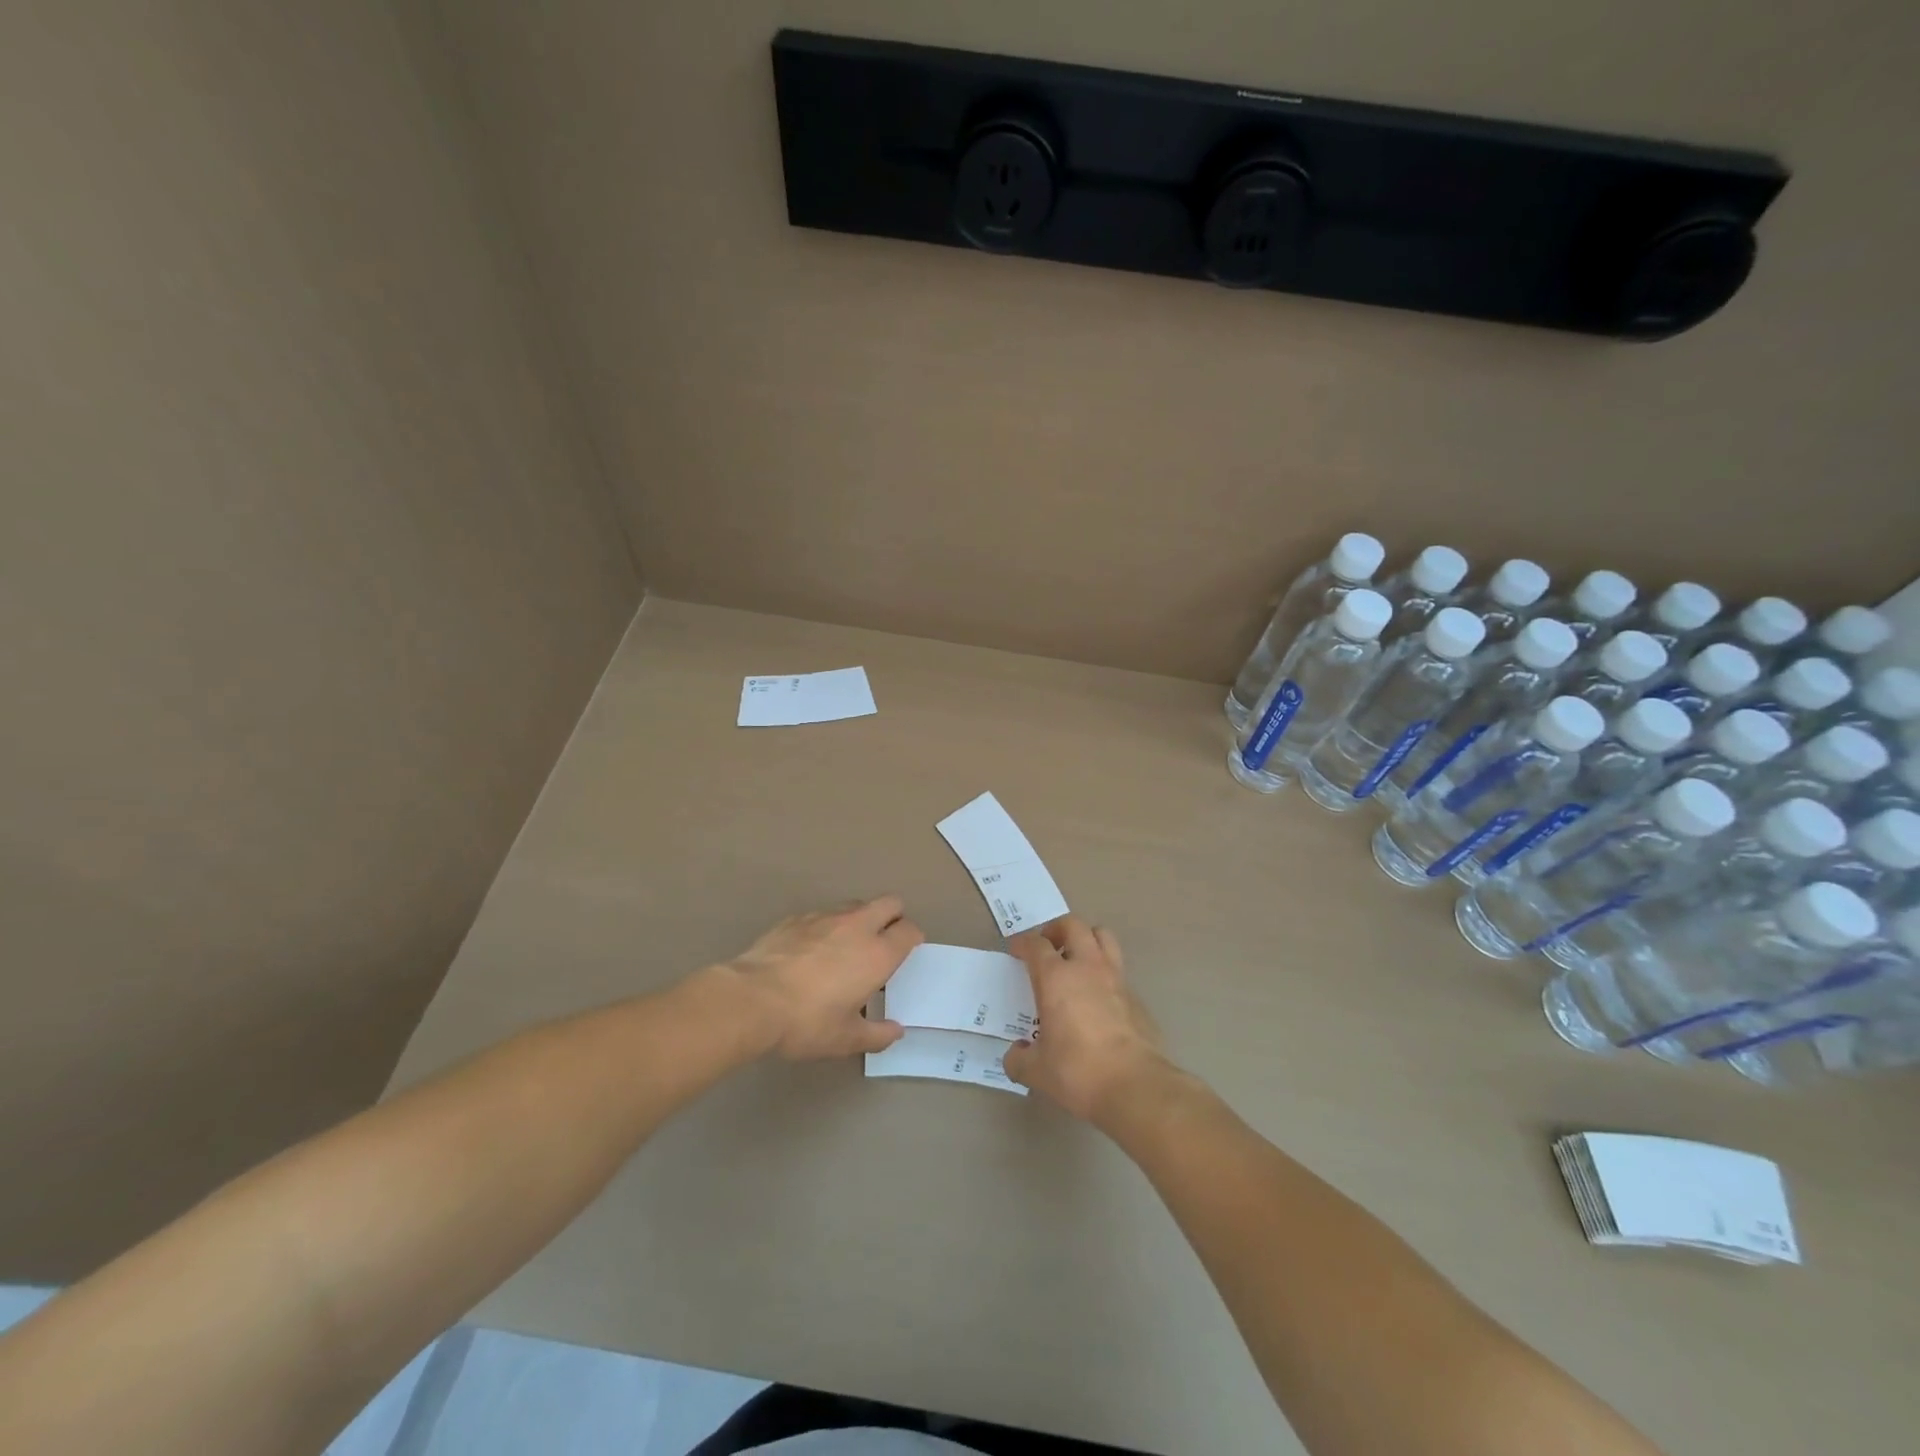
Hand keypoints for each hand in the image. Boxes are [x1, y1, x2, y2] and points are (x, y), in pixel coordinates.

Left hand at [725, 896, 921, 1059]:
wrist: (751, 1000)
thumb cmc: (807, 1022)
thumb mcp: (845, 1039)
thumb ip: (876, 1034)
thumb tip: (895, 1031)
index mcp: (877, 954)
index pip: (909, 930)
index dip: (912, 939)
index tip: (906, 953)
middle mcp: (857, 926)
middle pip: (890, 903)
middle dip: (894, 917)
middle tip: (884, 942)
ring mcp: (825, 917)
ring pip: (856, 905)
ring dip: (860, 919)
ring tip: (846, 947)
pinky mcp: (796, 917)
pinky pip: (823, 914)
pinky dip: (826, 927)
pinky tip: (810, 951)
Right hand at [1003, 918, 1168, 1121]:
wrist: (1135, 1086)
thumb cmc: (1078, 1071)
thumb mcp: (1037, 1071)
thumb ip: (1019, 1059)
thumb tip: (1015, 1054)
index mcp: (1056, 978)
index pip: (1036, 944)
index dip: (1022, 943)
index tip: (1016, 950)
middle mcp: (1086, 967)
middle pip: (1073, 925)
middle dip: (1056, 929)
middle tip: (1047, 947)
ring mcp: (1116, 978)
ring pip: (1103, 937)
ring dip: (1086, 939)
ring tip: (1076, 959)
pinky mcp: (1136, 996)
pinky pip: (1118, 969)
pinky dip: (1105, 972)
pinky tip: (1098, 997)